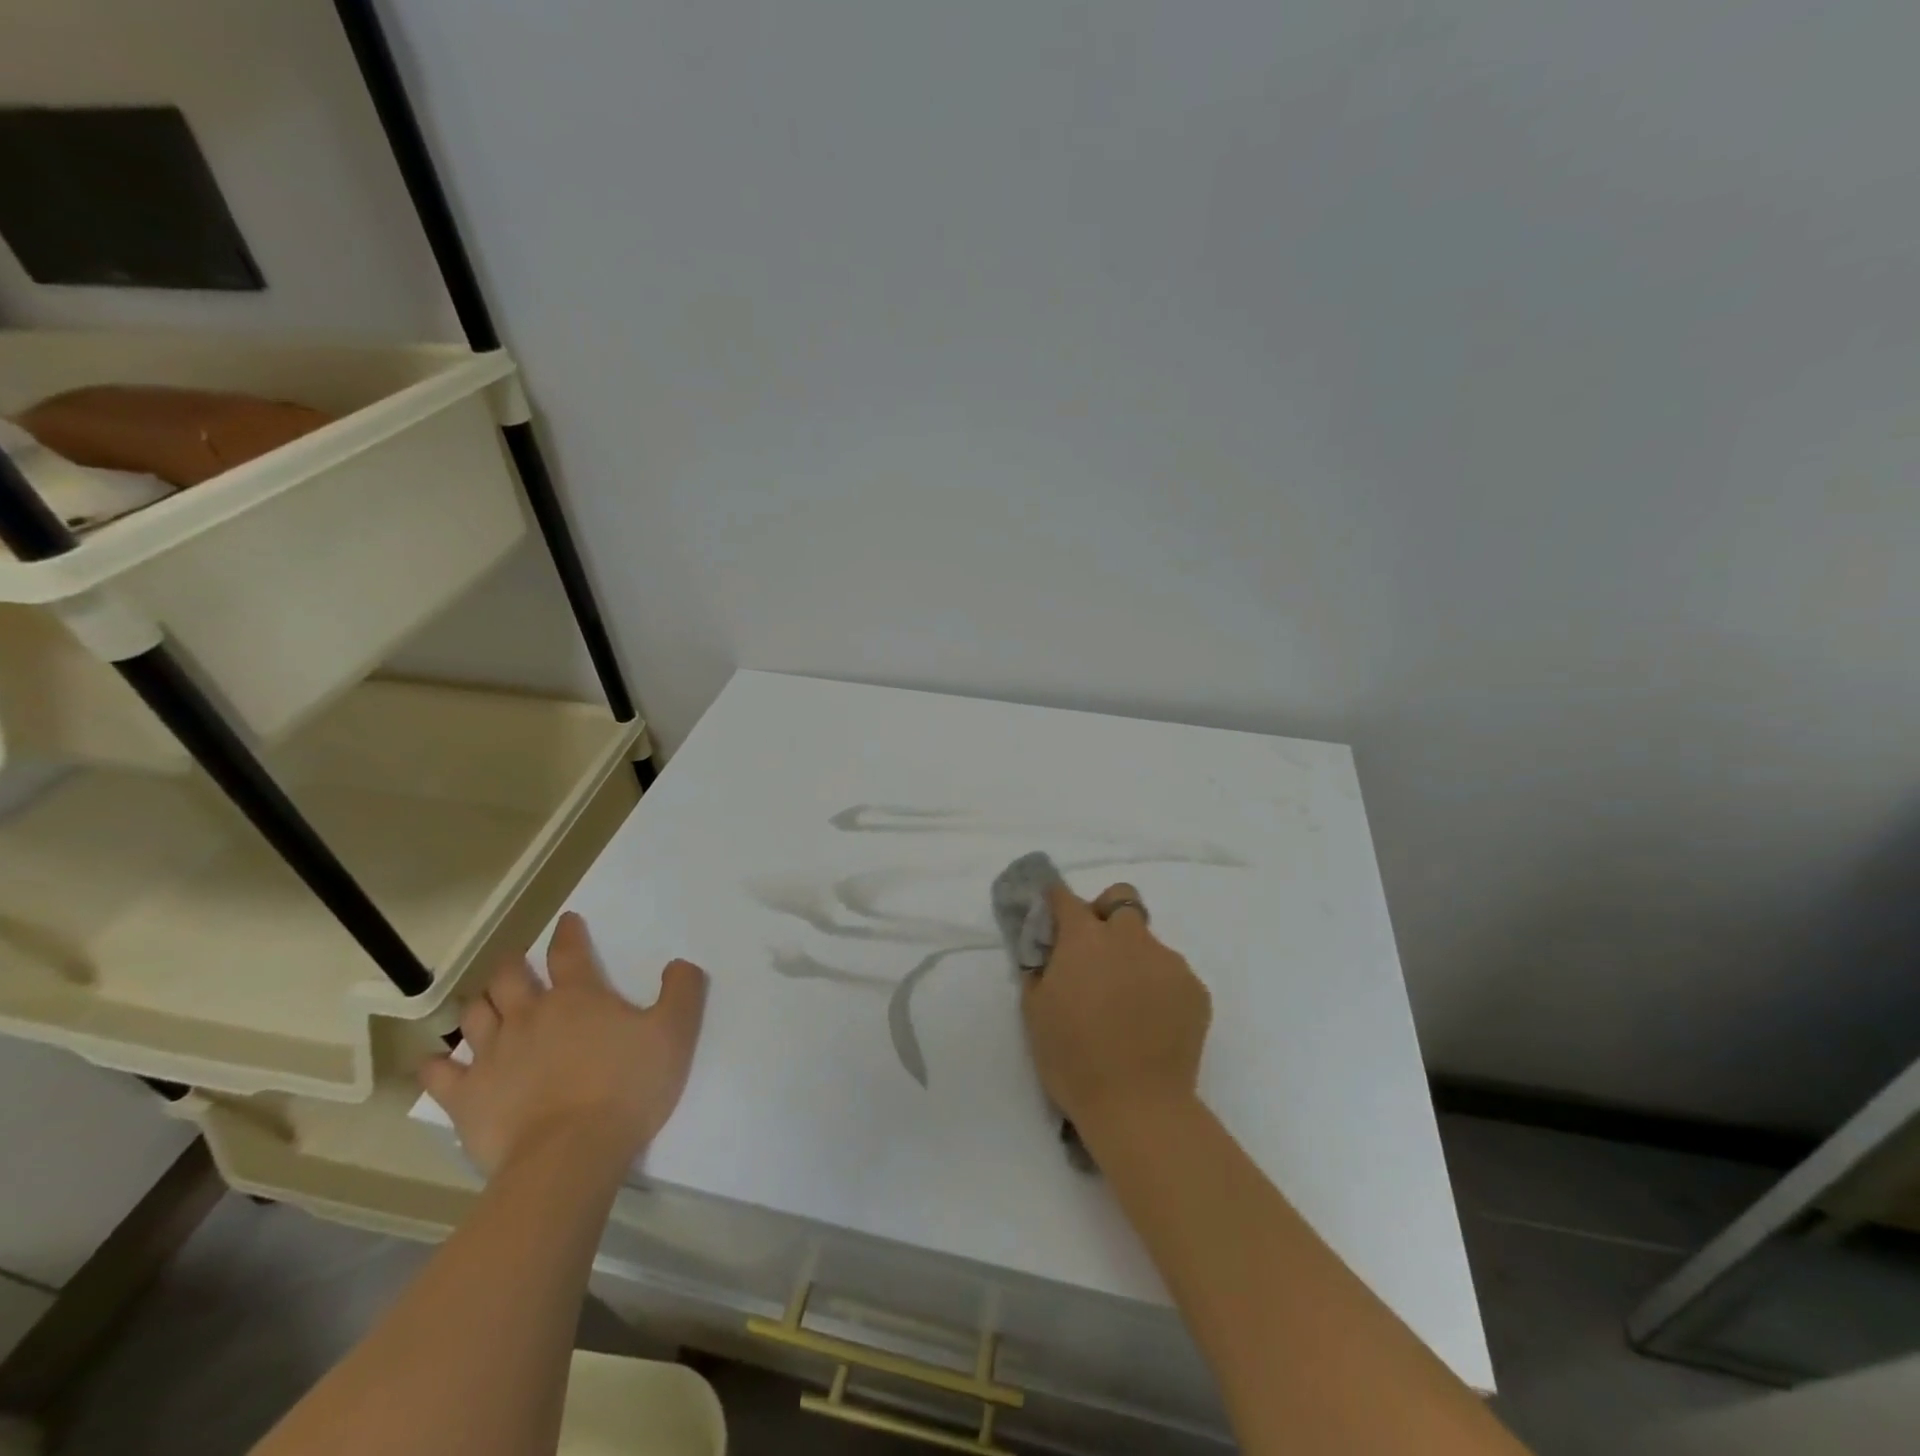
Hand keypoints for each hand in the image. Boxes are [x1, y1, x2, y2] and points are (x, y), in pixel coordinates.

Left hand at [420, 913, 707, 1177]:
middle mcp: (529, 1015)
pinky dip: (436, 1064)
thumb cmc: (627, 1087)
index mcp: (577, 997)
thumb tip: (680, 964)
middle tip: (517, 964)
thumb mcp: (675, 1033)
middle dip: (513, 964)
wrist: (570, 1154)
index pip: (569, 952)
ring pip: (475, 1015)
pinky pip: (439, 1074)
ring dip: (480, 1004)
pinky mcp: (466, 1096)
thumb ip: (682, 992)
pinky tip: (436, 1063)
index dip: (568, 933)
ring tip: (486, 1005)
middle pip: (510, 977)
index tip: (567, 922)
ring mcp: (492, 1054)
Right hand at [1021, 882, 1210, 1137]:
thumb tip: (1048, 951)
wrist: (1138, 1107)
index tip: (1052, 917)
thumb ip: (1039, 968)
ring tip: (1127, 1003)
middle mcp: (1129, 936)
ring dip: (1133, 956)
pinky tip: (1151, 1022)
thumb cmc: (1073, 1059)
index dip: (1055, 903)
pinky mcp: (1195, 988)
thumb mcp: (1034, 1011)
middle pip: (1121, 899)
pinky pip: (1171, 973)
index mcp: (1085, 938)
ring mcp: (1168, 961)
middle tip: (1096, 954)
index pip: (1065, 897)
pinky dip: (1159, 986)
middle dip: (1106, 914)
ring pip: (1148, 941)